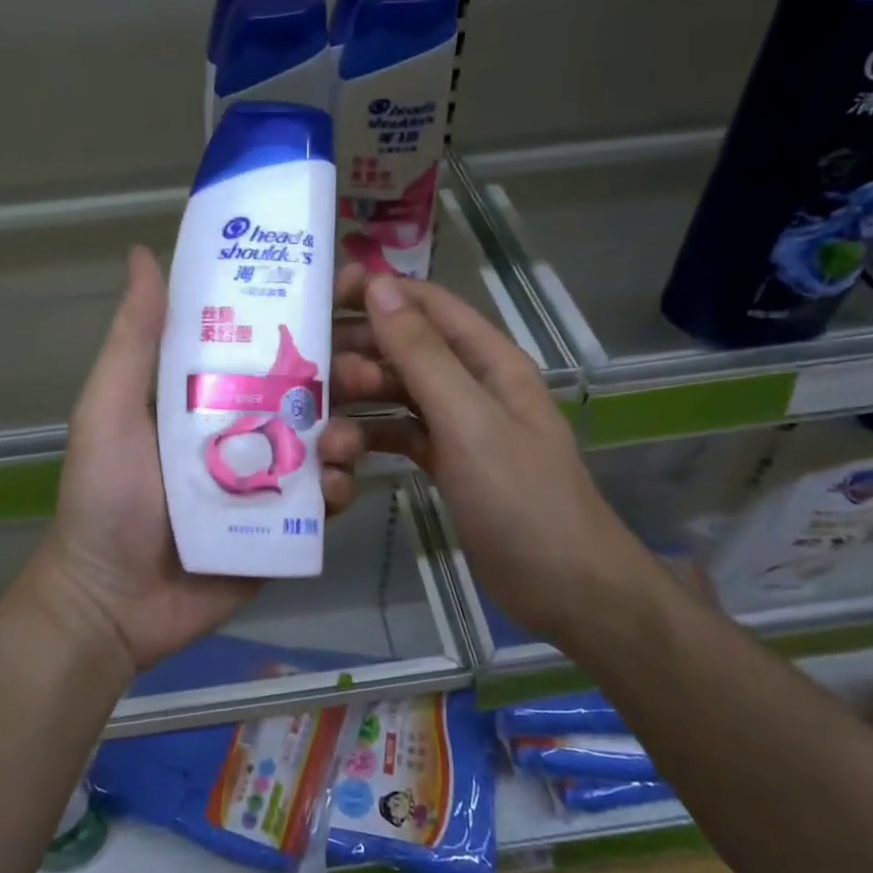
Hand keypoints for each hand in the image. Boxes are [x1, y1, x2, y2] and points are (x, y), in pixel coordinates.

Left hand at [22, 247, 369, 676]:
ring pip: (326, 442)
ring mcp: (267, 479)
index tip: (345, 291)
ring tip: (341, 441)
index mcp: (207, 393)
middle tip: (365, 371)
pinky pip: (324, 500)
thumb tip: (142, 252)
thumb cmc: (105, 498)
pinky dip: (337, 490)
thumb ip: (134, 339)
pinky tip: (331, 489)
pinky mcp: (283, 527)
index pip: (263, 341)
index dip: (304, 315)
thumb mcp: (109, 410)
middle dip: (344, 374)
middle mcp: (244, 428)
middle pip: (308, 390)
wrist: (111, 603)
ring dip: (346, 433)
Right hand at [332, 270, 659, 638]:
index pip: (426, 305)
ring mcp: (460, 425)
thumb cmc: (519, 496)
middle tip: (308, 373)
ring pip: (397, 395)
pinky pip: (400, 435)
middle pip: (406, 349)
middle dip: (358, 354)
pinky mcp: (447, 462)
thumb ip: (421, 354)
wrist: (564, 586)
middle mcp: (473, 383)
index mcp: (488, 359)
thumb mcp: (467, 419)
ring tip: (324, 430)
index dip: (377, 293)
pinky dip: (372, 439)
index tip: (321, 298)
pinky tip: (341, 456)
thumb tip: (379, 286)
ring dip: (359, 404)